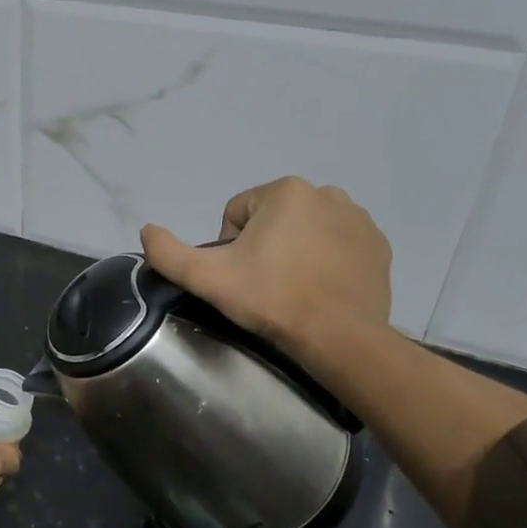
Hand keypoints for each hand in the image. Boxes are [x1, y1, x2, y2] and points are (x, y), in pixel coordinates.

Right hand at [139, 177, 392, 358]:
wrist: (339, 336)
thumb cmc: (271, 298)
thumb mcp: (207, 278)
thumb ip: (169, 252)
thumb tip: (147, 229)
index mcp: (285, 191)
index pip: (237, 213)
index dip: (229, 247)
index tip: (239, 276)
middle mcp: (326, 193)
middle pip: (272, 219)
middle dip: (263, 247)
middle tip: (263, 285)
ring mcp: (359, 219)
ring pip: (305, 230)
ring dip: (294, 251)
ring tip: (292, 289)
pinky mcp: (378, 246)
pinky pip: (337, 245)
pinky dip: (325, 261)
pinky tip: (319, 289)